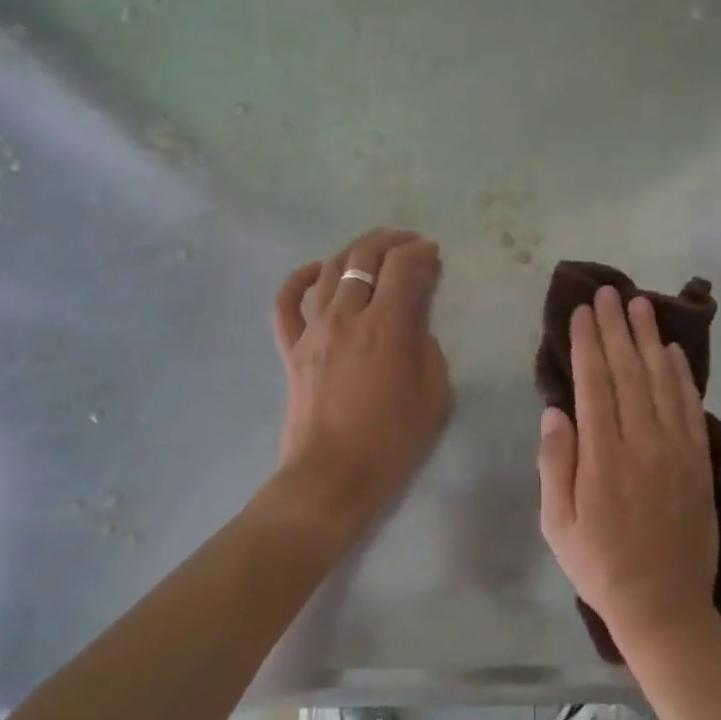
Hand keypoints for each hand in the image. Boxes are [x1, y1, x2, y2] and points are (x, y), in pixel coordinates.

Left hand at [272, 229, 451, 525]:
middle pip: (364, 258)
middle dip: (390, 240)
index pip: (402, 267)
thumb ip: (427, 346)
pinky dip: (299, 278)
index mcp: (386, 326)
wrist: (331, 478)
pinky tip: (316, 270)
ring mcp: (313, 330)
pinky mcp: (291, 348)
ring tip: (374, 249)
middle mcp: (346, 316)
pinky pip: (286, 302)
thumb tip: (413, 323)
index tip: (432, 253)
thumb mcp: (434, 393)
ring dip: (355, 251)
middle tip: (409, 242)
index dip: (420, 252)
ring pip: (330, 271)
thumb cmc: (391, 440)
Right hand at [538, 287, 719, 649]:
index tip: (582, 311)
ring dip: (650, 339)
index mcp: (603, 457)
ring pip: (661, 381)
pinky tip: (674, 351)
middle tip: (609, 293)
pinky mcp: (698, 461)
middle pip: (628, 372)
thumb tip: (555, 410)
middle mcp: (642, 443)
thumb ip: (557, 463)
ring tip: (641, 305)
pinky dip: (683, 375)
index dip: (587, 344)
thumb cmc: (600, 565)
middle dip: (616, 328)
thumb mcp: (558, 524)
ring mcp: (676, 450)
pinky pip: (691, 407)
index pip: (594, 384)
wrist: (665, 606)